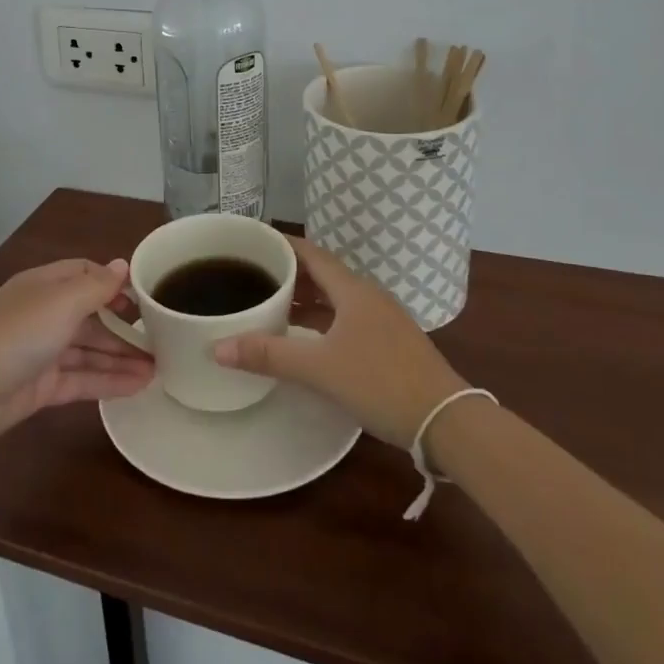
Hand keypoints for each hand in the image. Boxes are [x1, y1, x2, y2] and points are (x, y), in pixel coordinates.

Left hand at [0, 258, 153, 445]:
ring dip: (121, 357)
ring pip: (89, 350)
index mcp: (45, 286)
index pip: (85, 275)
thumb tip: (122, 265)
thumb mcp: (61, 303)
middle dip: (123, 326)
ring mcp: (41, 352)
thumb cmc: (15, 335)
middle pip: (91, 315)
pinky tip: (138, 386)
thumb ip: (96, 286)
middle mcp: (44, 314)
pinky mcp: (40, 387)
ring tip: (159, 368)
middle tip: (161, 340)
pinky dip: (108, 381)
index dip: (114, 284)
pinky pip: (81, 379)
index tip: (144, 299)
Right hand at [214, 237, 466, 446]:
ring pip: (336, 297)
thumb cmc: (380, 383)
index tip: (252, 242)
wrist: (446, 420)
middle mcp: (369, 296)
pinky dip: (323, 319)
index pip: (311, 252)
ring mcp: (383, 319)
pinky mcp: (391, 342)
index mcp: (352, 290)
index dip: (282, 244)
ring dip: (307, 298)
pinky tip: (308, 339)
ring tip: (274, 306)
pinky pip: (347, 317)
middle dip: (289, 273)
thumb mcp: (319, 369)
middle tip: (254, 276)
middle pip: (323, 273)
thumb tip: (216, 347)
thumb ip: (268, 356)